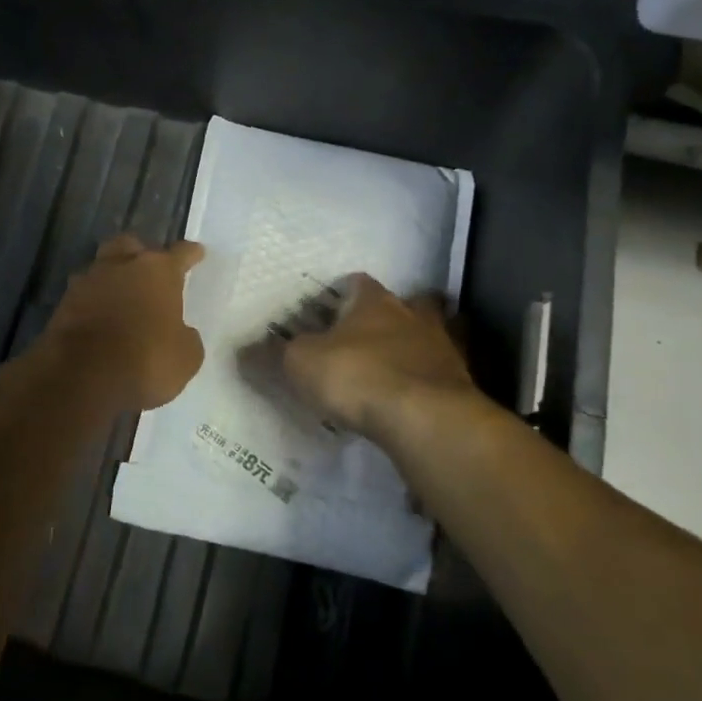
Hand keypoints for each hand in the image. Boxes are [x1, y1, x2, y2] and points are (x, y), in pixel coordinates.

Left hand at [43, 235, 205, 413]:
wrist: (81, 378)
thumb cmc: (145, 361)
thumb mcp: (185, 357)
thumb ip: (185, 336)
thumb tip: (178, 332)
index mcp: (158, 271)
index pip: (180, 253)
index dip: (191, 254)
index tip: (197, 253)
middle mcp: (122, 266)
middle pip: (131, 245)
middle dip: (141, 254)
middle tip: (150, 270)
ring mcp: (88, 282)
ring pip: (102, 266)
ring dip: (112, 277)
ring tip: (121, 295)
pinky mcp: (62, 304)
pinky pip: (84, 294)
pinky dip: (93, 302)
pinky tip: (100, 317)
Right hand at [280, 274, 482, 452]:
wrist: (425, 418)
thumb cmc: (357, 375)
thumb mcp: (301, 364)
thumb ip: (272, 356)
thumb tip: (240, 351)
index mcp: (374, 301)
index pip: (358, 282)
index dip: (343, 293)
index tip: (330, 309)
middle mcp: (412, 315)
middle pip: (404, 303)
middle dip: (390, 315)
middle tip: (369, 336)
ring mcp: (443, 348)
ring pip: (430, 336)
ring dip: (416, 348)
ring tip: (396, 369)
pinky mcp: (461, 384)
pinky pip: (442, 375)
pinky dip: (429, 383)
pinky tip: (415, 400)